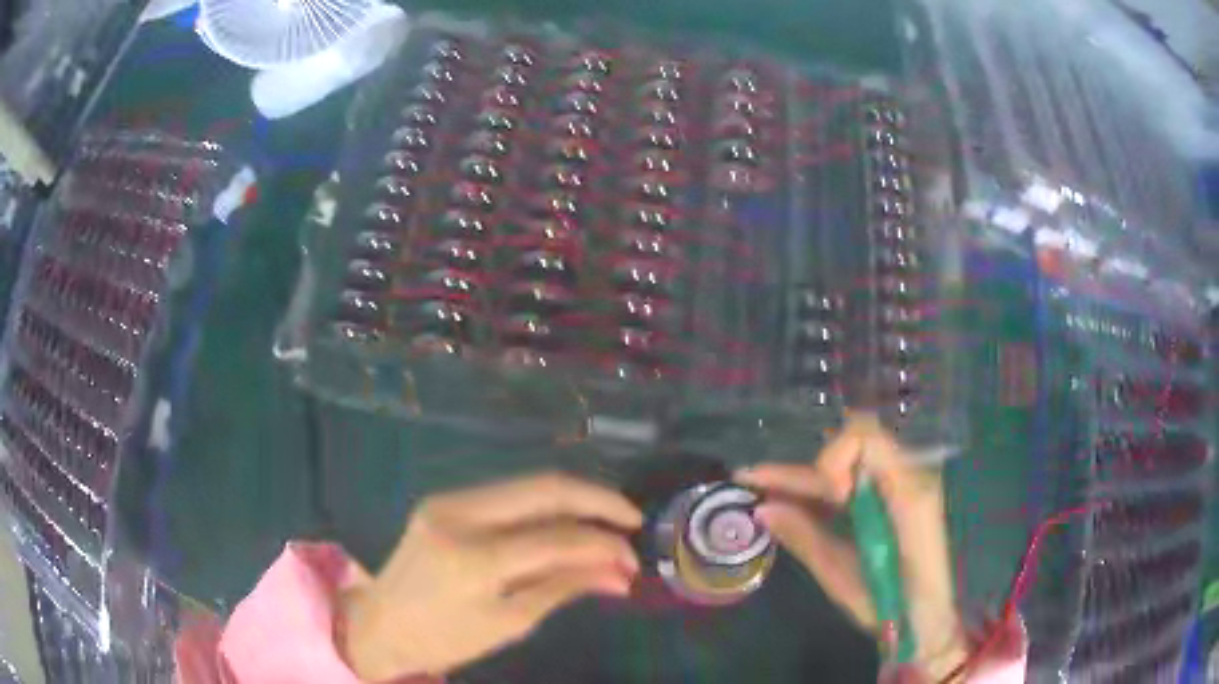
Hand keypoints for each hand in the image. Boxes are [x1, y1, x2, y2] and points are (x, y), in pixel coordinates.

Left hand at [341, 472, 643, 680]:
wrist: (381, 624)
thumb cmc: (445, 639)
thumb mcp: (509, 623)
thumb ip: (564, 587)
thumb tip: (620, 574)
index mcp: (472, 558)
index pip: (555, 538)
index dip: (603, 545)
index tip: (632, 560)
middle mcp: (459, 514)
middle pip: (544, 488)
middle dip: (597, 500)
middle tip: (632, 519)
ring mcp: (448, 500)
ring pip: (528, 485)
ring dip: (574, 501)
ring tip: (608, 523)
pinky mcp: (445, 499)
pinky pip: (508, 495)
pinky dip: (544, 507)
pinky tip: (567, 522)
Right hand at [735, 413, 966, 678]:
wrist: (928, 622)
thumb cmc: (891, 607)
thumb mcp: (844, 578)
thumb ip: (807, 537)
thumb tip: (763, 509)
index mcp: (907, 493)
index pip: (866, 437)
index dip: (835, 458)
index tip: (828, 499)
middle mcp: (909, 478)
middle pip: (850, 449)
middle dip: (804, 468)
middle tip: (754, 482)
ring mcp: (903, 488)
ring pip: (848, 465)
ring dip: (807, 477)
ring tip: (760, 486)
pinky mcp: (894, 501)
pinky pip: (855, 482)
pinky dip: (822, 491)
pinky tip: (790, 498)